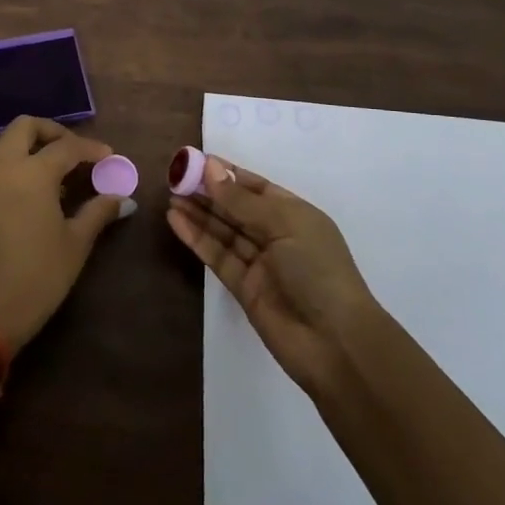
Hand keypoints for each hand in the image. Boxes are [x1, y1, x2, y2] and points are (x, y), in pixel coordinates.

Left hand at [0, 116, 125, 349]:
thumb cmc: (37, 277)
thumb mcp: (75, 244)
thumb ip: (98, 212)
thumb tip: (121, 197)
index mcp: (31, 173)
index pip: (66, 146)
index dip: (91, 149)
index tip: (109, 157)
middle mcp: (1, 167)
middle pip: (25, 127)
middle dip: (53, 132)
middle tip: (75, 153)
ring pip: (4, 145)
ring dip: (30, 148)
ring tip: (55, 176)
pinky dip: (13, 167)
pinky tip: (31, 195)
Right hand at [168, 156, 377, 393]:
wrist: (335, 343)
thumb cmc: (318, 271)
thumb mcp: (284, 225)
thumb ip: (241, 201)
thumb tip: (210, 168)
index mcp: (295, 214)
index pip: (256, 187)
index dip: (228, 173)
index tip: (197, 161)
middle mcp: (277, 235)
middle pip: (236, 208)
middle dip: (208, 192)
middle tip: (175, 177)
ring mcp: (259, 262)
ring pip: (223, 230)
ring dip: (198, 212)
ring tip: (170, 196)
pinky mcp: (242, 287)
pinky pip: (216, 255)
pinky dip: (196, 237)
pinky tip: (176, 220)